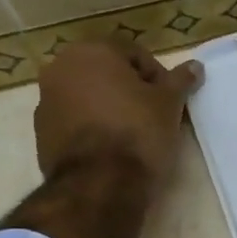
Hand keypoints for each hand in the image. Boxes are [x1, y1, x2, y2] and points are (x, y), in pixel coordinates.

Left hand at [34, 40, 203, 188]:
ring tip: (132, 135)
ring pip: (88, 97)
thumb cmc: (138, 133)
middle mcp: (60, 68)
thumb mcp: (169, 105)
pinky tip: (110, 150)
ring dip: (109, 108)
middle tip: (153, 115)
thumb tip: (195, 66)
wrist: (98, 186)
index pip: (134, 54)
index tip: (170, 102)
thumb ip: (180, 81)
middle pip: (107, 73)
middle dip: (130, 90)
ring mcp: (45, 102)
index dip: (158, 77)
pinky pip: (74, 122)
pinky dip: (91, 128)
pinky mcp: (41, 134)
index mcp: (91, 52)